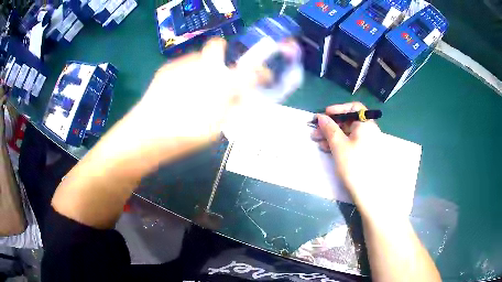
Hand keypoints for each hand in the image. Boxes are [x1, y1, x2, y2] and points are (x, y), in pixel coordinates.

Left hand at [108, 38, 258, 168]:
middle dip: (223, 57)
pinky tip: (179, 92)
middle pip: (217, 47)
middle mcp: (204, 65)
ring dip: (204, 68)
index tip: (261, 77)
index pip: (249, 69)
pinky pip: (184, 66)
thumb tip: (242, 97)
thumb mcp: (217, 126)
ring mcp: (182, 64)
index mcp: (221, 82)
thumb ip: (233, 107)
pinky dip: (188, 74)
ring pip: (199, 58)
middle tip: (221, 78)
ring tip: (195, 90)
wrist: (147, 134)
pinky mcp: (166, 69)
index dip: (259, 71)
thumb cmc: (185, 134)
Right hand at [311, 102, 410, 222]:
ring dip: (332, 135)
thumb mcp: (339, 145)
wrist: (369, 192)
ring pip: (348, 133)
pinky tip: (327, 148)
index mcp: (366, 124)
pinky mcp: (364, 154)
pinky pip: (351, 143)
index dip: (338, 109)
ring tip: (317, 141)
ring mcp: (368, 143)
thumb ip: (329, 128)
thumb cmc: (354, 165)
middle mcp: (369, 131)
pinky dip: (339, 143)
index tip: (325, 115)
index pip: (354, 108)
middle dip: (331, 124)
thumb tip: (321, 116)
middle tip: (315, 130)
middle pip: (349, 121)